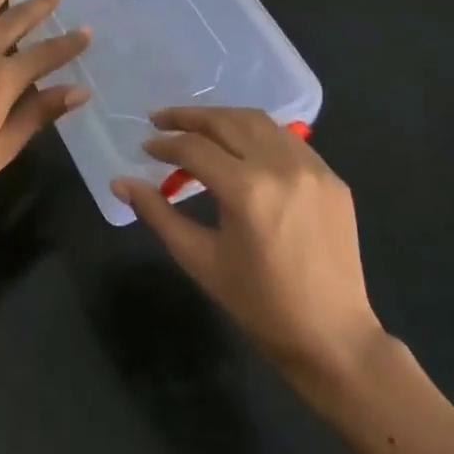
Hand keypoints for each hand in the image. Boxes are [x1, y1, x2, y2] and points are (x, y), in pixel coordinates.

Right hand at [116, 107, 384, 397]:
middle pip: (227, 121)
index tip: (145, 147)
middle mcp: (282, 166)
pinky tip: (242, 148)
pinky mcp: (332, 178)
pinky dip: (258, 135)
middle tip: (160, 119)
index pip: (195, 149)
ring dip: (223, 119)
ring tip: (197, 127)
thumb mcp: (200, 259)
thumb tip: (120, 183)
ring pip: (259, 122)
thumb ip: (158, 214)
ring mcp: (313, 168)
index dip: (164, 144)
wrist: (331, 337)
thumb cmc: (258, 304)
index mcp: (247, 190)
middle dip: (189, 117)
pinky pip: (288, 141)